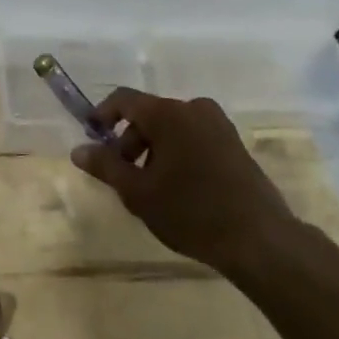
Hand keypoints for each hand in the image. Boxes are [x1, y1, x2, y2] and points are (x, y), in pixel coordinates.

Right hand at [70, 89, 296, 272]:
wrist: (259, 239)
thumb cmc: (191, 212)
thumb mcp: (138, 192)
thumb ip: (106, 166)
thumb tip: (79, 150)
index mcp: (168, 114)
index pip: (123, 99)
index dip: (102, 116)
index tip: (91, 139)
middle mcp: (194, 109)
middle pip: (148, 115)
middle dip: (129, 141)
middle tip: (122, 177)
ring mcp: (219, 125)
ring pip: (171, 128)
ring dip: (153, 150)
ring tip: (150, 189)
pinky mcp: (234, 143)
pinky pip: (193, 137)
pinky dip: (176, 154)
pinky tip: (178, 189)